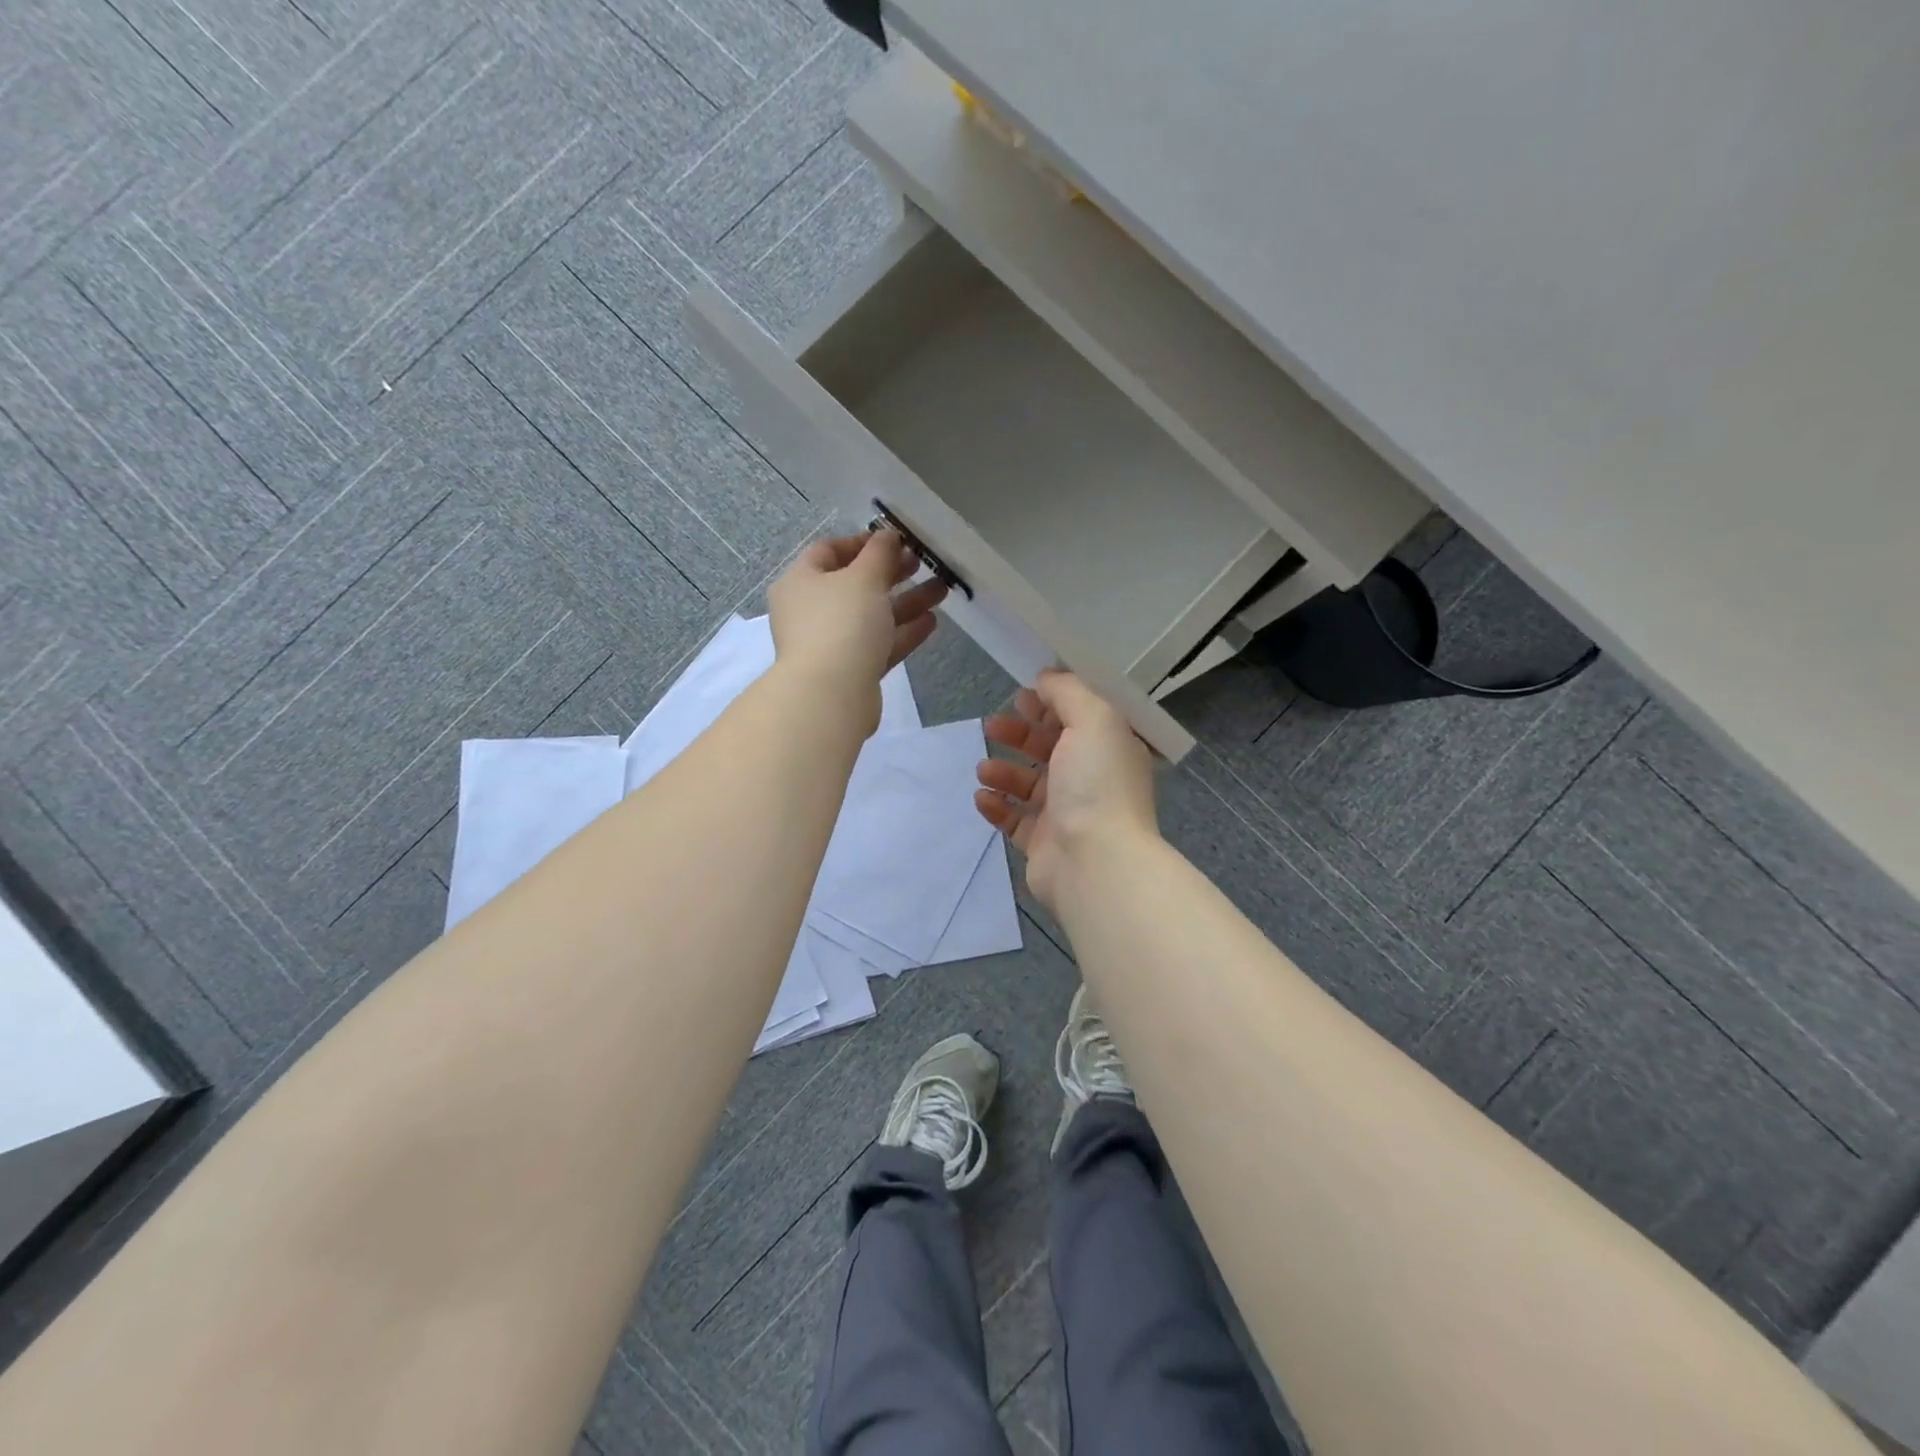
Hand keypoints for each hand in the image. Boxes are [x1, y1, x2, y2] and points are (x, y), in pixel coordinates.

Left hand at [768, 530, 945, 723]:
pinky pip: (879, 644)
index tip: (896, 540)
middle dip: (891, 572)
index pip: (829, 551)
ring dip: (905, 602)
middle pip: (854, 584)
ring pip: (871, 616)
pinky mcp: (851, 671)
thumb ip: (880, 553)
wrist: (831, 696)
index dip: (863, 541)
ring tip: (941, 590)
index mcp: (801, 582)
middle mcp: (810, 611)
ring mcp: (830, 644)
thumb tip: (888, 536)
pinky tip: (932, 622)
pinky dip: (903, 632)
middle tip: (923, 562)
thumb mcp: (864, 577)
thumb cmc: (841, 623)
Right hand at [974, 670, 1157, 908]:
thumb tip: (1046, 678)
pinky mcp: (1043, 843)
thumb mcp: (1093, 719)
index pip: (1080, 718)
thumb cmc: (1097, 783)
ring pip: (1028, 784)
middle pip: (1050, 748)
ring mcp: (1067, 814)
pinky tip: (982, 796)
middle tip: (992, 725)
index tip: (1022, 696)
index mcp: (1110, 749)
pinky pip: (1014, 819)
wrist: (1094, 861)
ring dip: (1003, 770)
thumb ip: (1068, 692)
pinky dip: (996, 806)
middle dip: (1020, 734)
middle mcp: (1091, 779)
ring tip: (983, 768)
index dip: (1051, 703)